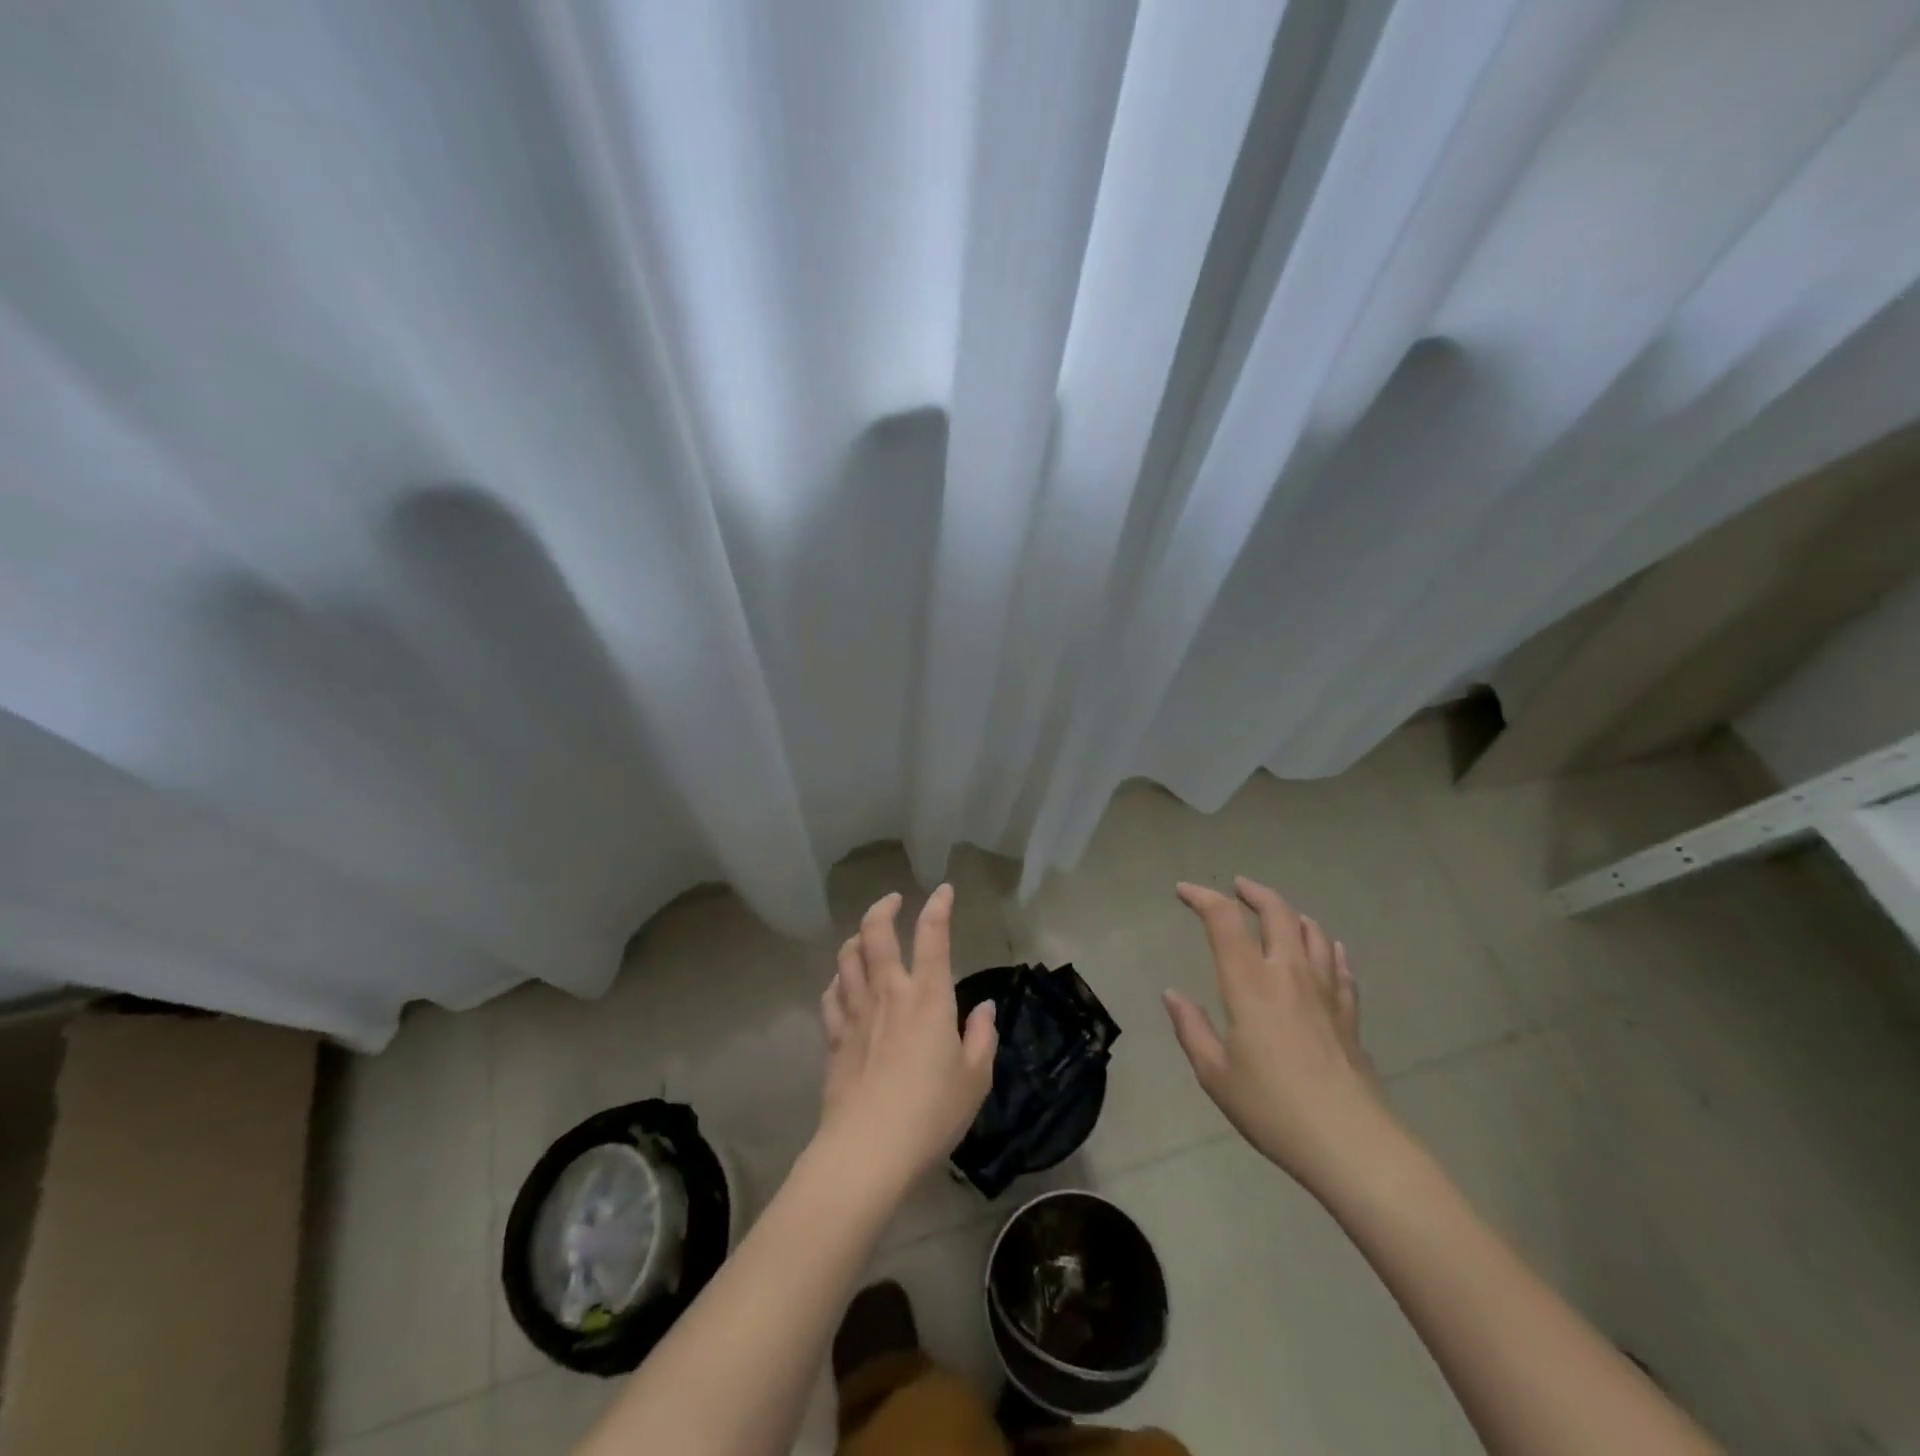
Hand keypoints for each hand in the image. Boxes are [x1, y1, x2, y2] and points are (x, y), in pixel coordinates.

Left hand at [817, 886, 998, 1192]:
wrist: (868, 1149)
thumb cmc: (931, 1112)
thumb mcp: (975, 1078)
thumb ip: (982, 1037)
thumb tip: (985, 1008)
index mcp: (927, 997)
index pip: (933, 936)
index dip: (938, 906)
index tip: (943, 890)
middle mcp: (888, 993)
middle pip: (875, 933)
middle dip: (883, 908)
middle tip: (893, 900)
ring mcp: (855, 1013)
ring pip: (846, 958)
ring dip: (856, 938)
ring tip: (865, 937)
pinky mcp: (833, 1037)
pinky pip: (830, 995)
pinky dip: (838, 981)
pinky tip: (843, 985)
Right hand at [1164, 877, 1394, 1195]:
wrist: (1351, 1143)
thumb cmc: (1272, 1108)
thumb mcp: (1215, 1073)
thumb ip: (1191, 1028)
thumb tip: (1172, 994)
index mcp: (1249, 984)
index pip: (1224, 920)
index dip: (1203, 897)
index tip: (1184, 891)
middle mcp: (1289, 974)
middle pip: (1278, 912)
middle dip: (1254, 892)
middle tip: (1237, 887)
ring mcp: (1326, 992)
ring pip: (1312, 932)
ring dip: (1291, 913)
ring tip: (1278, 913)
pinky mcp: (1349, 1014)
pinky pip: (1339, 965)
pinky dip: (1327, 947)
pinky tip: (1326, 949)